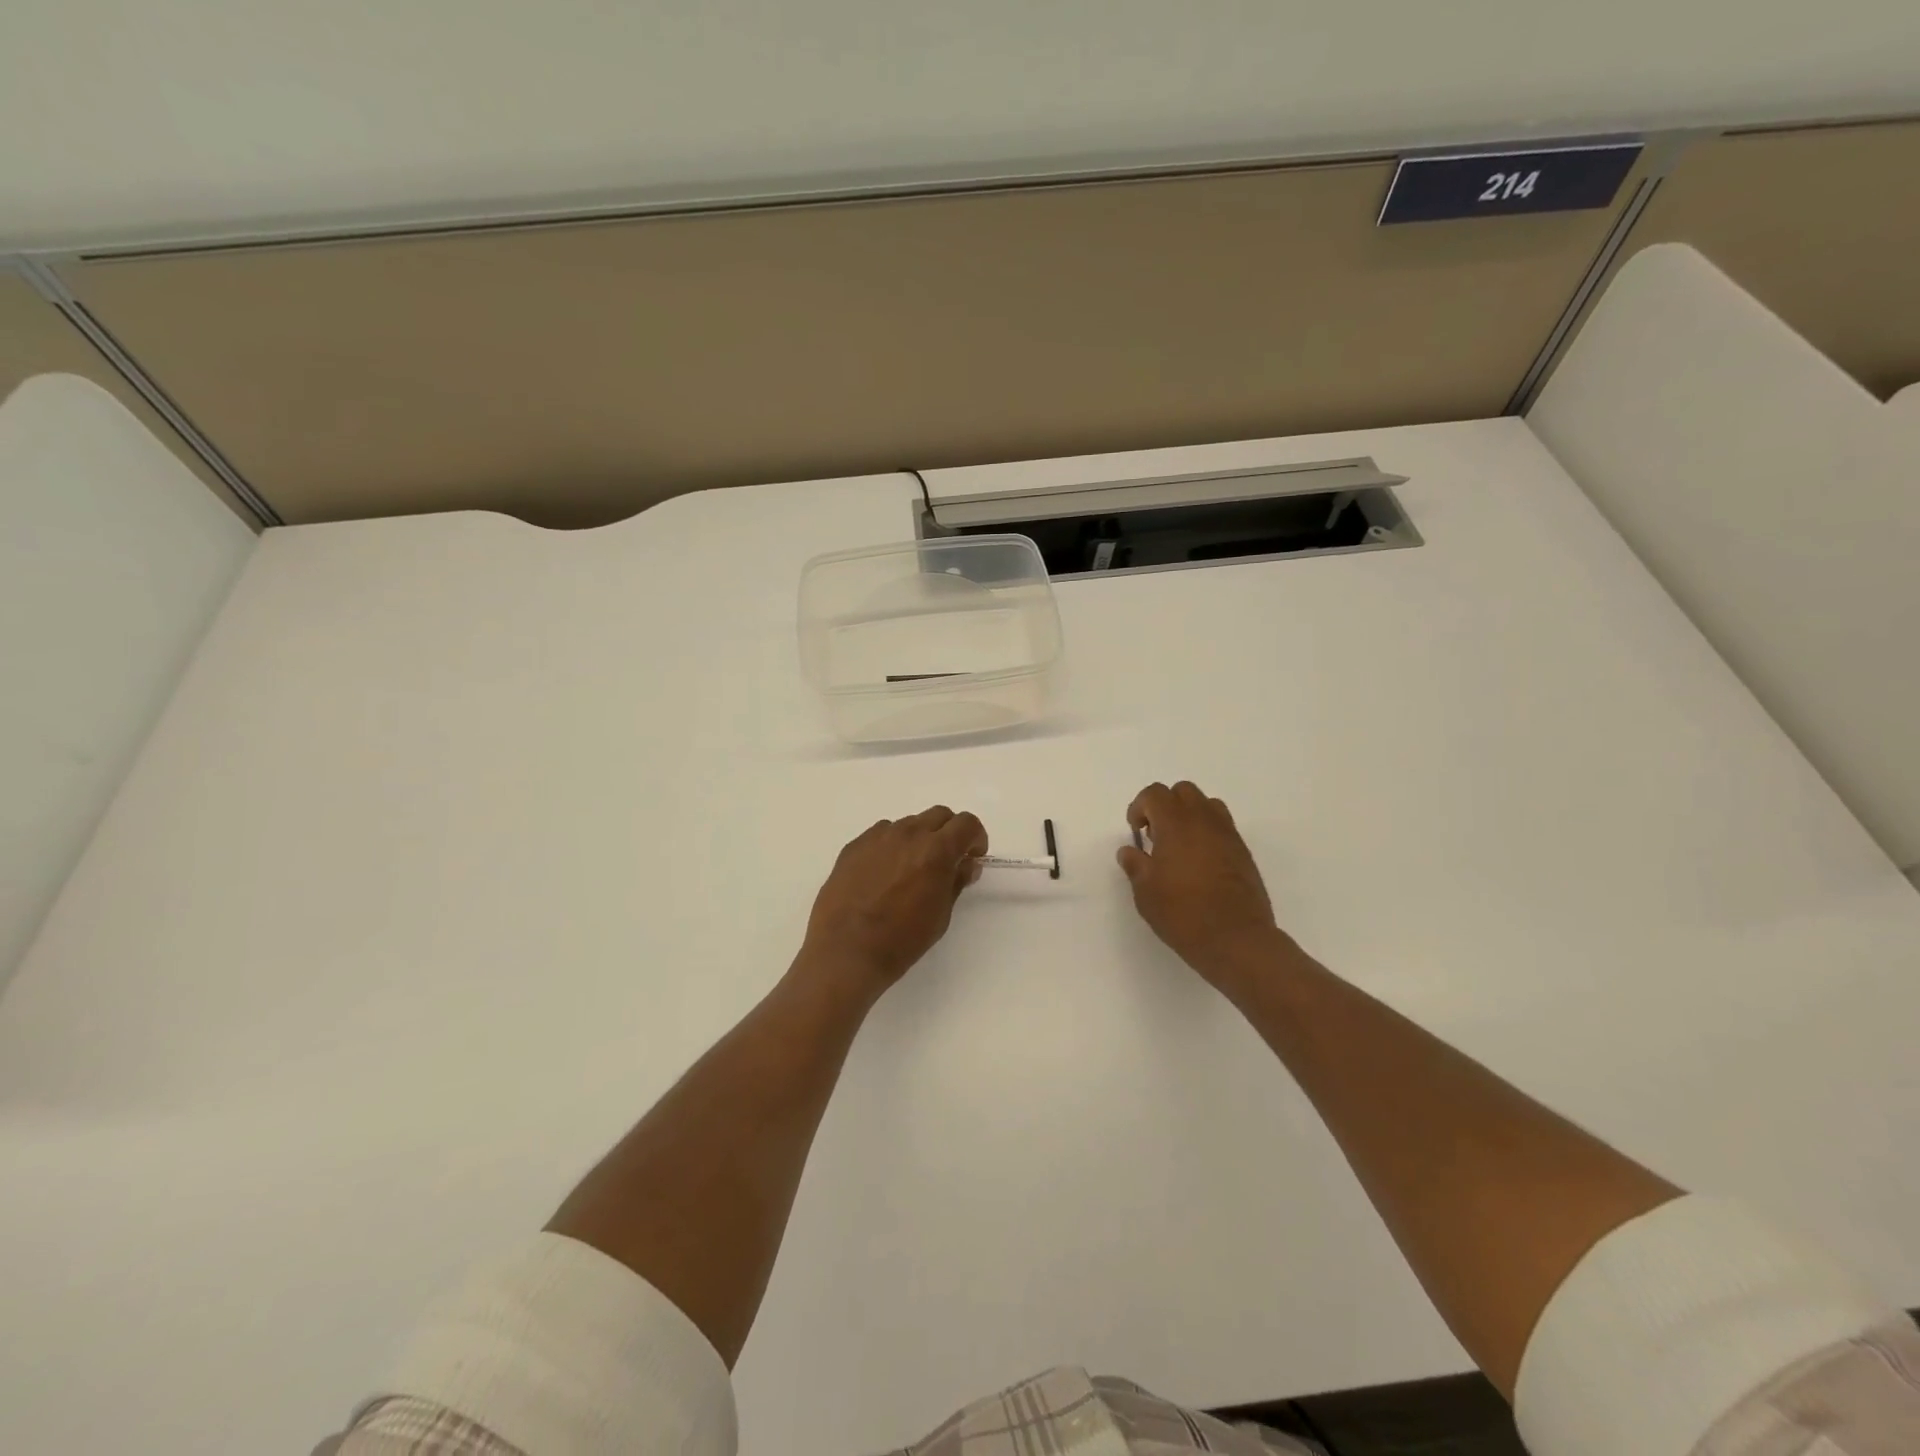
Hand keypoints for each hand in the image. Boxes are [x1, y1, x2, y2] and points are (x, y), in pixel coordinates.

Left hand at [801, 806, 988, 994]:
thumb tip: (966, 864)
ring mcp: (877, 837)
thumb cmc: (901, 940)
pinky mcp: (854, 845)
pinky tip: (884, 874)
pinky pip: (882, 834)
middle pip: (939, 815)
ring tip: (911, 869)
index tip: (972, 857)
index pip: (967, 823)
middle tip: (946, 860)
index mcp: (935, 850)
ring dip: (919, 838)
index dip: (975, 837)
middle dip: (949, 833)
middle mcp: (908, 834)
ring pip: (909, 824)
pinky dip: (892, 845)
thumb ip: (955, 881)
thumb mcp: (940, 915)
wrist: (846, 951)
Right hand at [1116, 781, 1291, 994]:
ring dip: (1189, 815)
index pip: (1155, 794)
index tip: (1136, 832)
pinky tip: (1199, 863)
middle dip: (1166, 806)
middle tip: (1156, 835)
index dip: (1140, 807)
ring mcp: (1228, 834)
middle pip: (1183, 791)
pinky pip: (1222, 827)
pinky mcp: (1243, 852)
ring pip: (1207, 805)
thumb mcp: (1146, 893)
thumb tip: (1129, 851)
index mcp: (1176, 823)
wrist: (1236, 939)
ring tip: (1179, 845)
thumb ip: (1135, 865)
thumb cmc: (1183, 914)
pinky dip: (1207, 832)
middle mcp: (1204, 820)